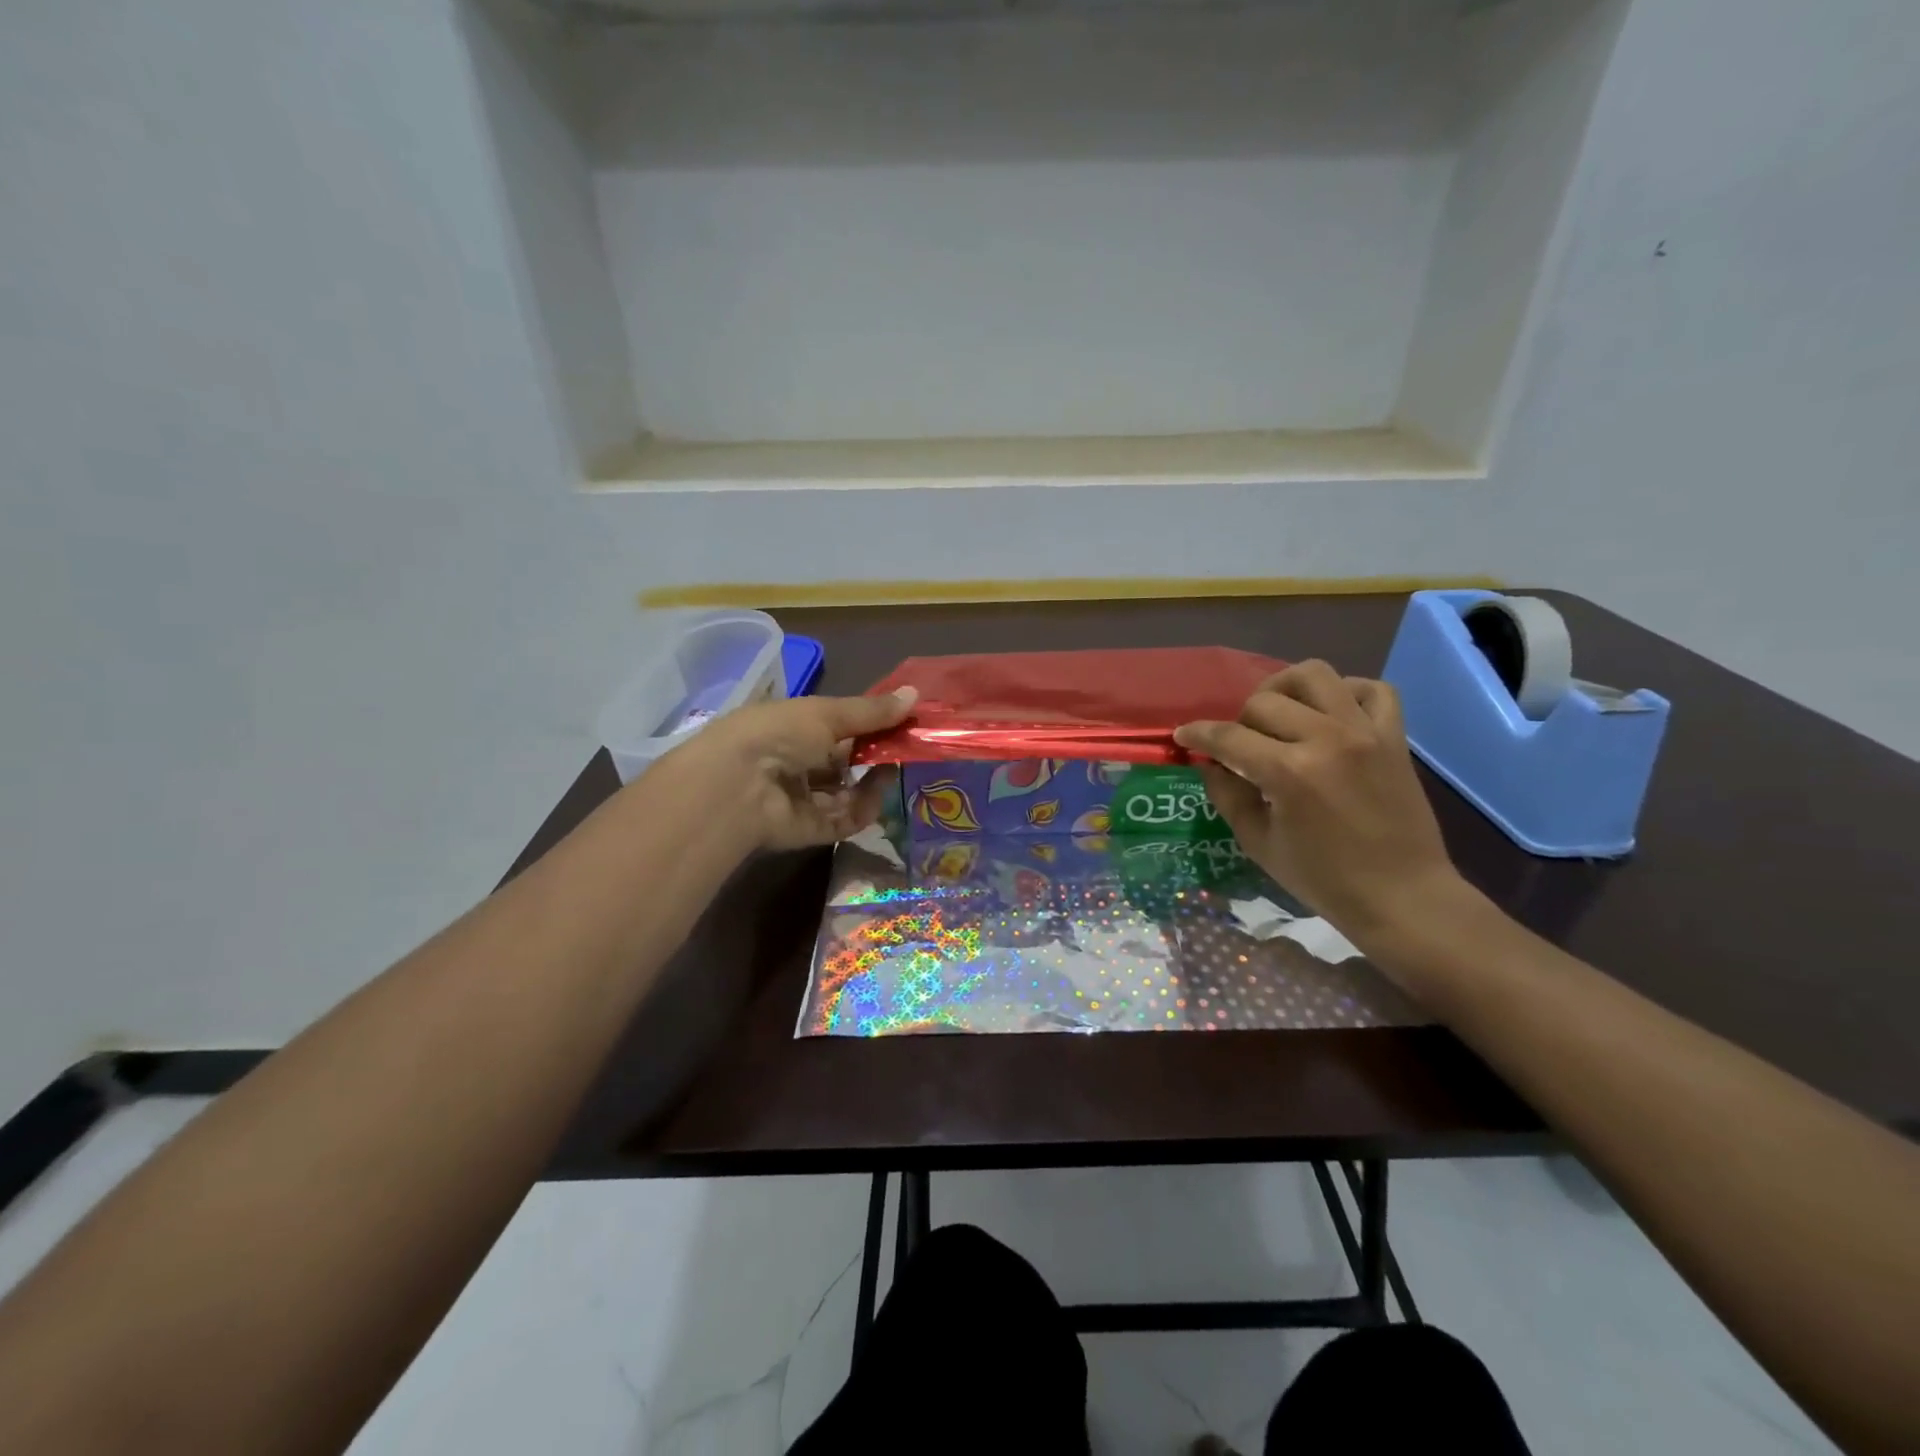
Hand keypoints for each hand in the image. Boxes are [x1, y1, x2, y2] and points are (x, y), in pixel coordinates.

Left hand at [664, 688, 916, 852]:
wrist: (737, 787)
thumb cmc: (778, 734)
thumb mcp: (827, 714)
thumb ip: (872, 711)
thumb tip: (916, 694)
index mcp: (792, 727)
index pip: (837, 725)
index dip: (870, 723)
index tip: (904, 718)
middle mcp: (795, 763)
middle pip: (845, 760)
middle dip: (876, 753)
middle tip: (909, 746)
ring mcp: (801, 799)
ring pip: (848, 792)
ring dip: (873, 782)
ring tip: (894, 768)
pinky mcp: (808, 831)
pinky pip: (845, 820)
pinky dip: (863, 809)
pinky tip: (877, 794)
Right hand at [1174, 661, 1466, 943]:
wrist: (1403, 896)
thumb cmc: (1324, 878)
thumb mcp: (1259, 843)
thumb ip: (1228, 796)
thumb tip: (1211, 765)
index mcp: (1288, 772)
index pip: (1228, 737)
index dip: (1198, 734)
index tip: (1183, 736)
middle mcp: (1326, 739)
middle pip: (1264, 701)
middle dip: (1239, 720)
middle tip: (1241, 746)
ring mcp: (1365, 732)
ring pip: (1314, 674)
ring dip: (1285, 688)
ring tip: (1281, 714)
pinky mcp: (1394, 736)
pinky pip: (1372, 688)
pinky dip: (1347, 693)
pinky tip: (1331, 715)